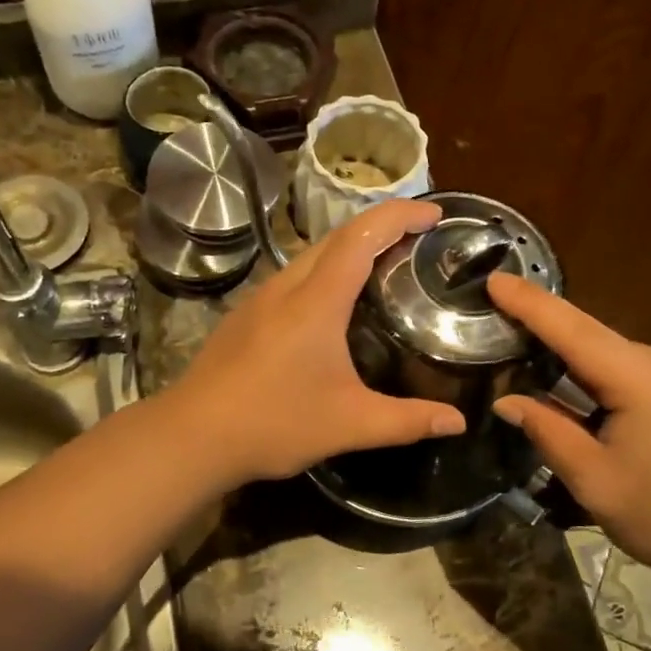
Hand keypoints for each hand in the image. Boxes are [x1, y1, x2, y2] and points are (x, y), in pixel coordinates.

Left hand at [172, 200, 466, 484]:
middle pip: (336, 237)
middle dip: (379, 226)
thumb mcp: (350, 425)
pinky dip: (323, 274)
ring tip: (382, 268)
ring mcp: (258, 300)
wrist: (192, 436)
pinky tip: (331, 308)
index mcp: (316, 301)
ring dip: (348, 250)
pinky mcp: (243, 317)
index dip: (401, 216)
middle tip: (417, 241)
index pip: (362, 236)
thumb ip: (407, 421)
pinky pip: (291, 279)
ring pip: (309, 257)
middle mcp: (285, 288)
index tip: (435, 213)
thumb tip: (458, 422)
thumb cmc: (274, 424)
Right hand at [487, 272, 650, 586]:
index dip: (532, 305)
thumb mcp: (593, 480)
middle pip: (598, 340)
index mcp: (649, 383)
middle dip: (551, 337)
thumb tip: (506, 402)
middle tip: (503, 334)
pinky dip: (607, 377)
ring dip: (580, 364)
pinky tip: (589, 398)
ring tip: (538, 374)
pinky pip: (641, 369)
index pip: (577, 332)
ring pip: (619, 355)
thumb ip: (547, 431)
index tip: (496, 280)